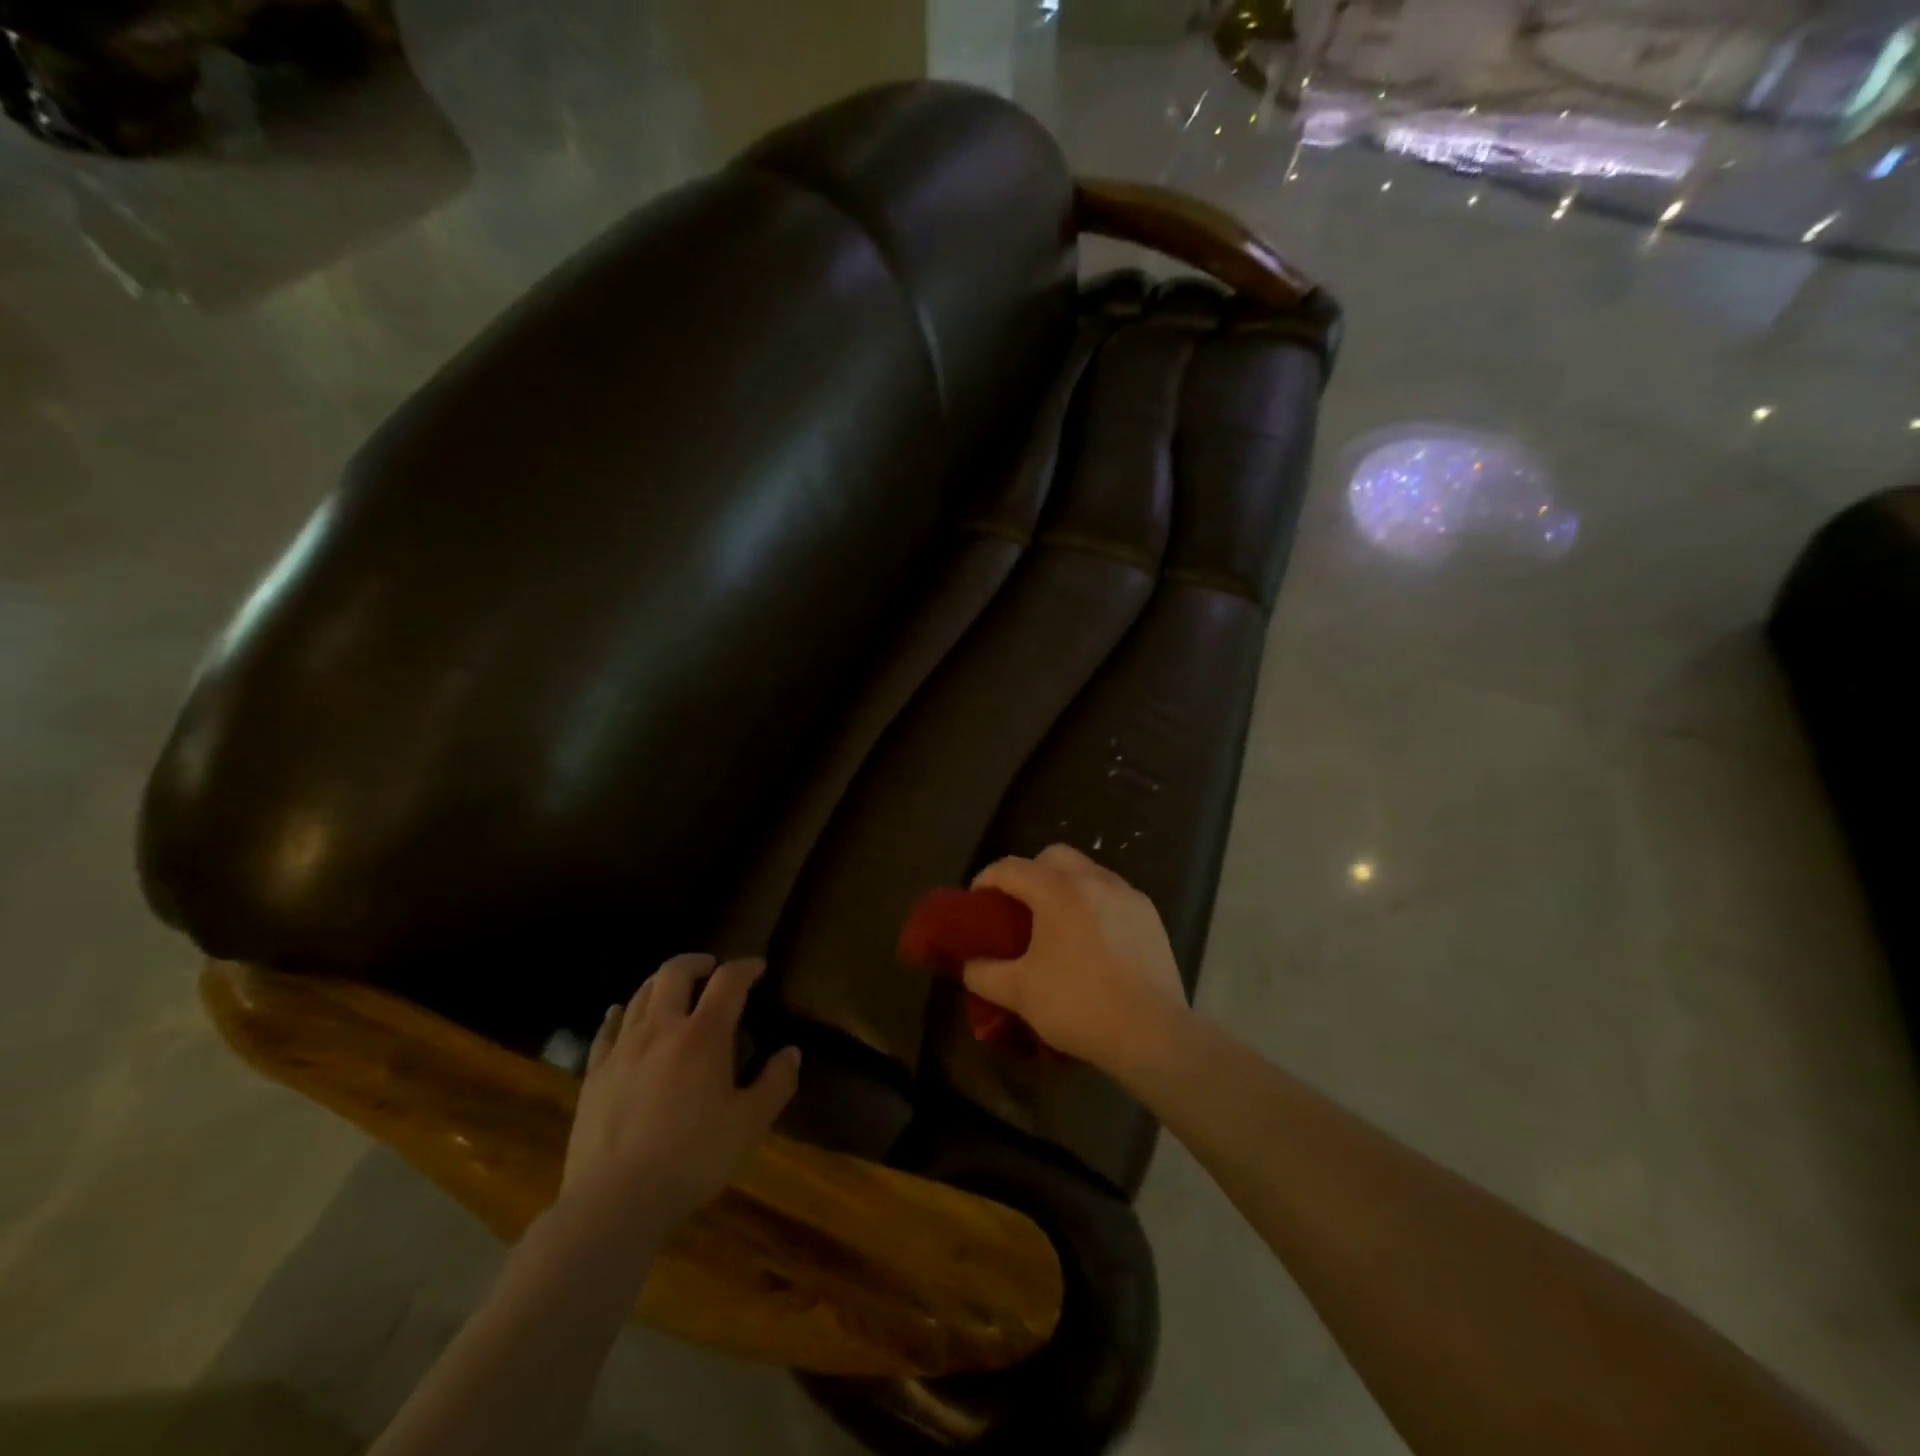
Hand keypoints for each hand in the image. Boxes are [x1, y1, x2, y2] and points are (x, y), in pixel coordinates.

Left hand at [560, 955, 800, 1232]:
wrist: (615, 1202)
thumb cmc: (692, 1159)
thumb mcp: (749, 1124)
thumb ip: (776, 1083)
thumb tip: (791, 1052)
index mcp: (703, 1035)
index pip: (728, 981)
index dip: (745, 967)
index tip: (758, 967)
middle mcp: (661, 1029)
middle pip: (674, 973)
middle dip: (697, 962)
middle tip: (712, 968)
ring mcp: (622, 1049)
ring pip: (640, 995)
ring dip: (662, 983)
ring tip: (674, 989)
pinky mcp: (595, 1073)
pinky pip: (607, 1029)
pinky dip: (621, 1013)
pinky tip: (622, 1014)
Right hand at [963, 845, 1188, 1073]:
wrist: (1152, 1033)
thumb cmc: (1079, 1005)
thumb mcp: (1018, 992)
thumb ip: (983, 973)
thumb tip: (968, 964)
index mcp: (1058, 890)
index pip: (1010, 868)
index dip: (986, 880)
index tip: (976, 903)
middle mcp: (1094, 879)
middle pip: (1052, 857)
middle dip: (1029, 873)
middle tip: (1018, 908)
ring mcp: (1127, 894)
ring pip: (1086, 871)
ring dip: (1064, 886)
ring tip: (1055, 923)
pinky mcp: (1149, 914)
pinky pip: (1112, 893)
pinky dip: (1093, 903)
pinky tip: (1091, 938)